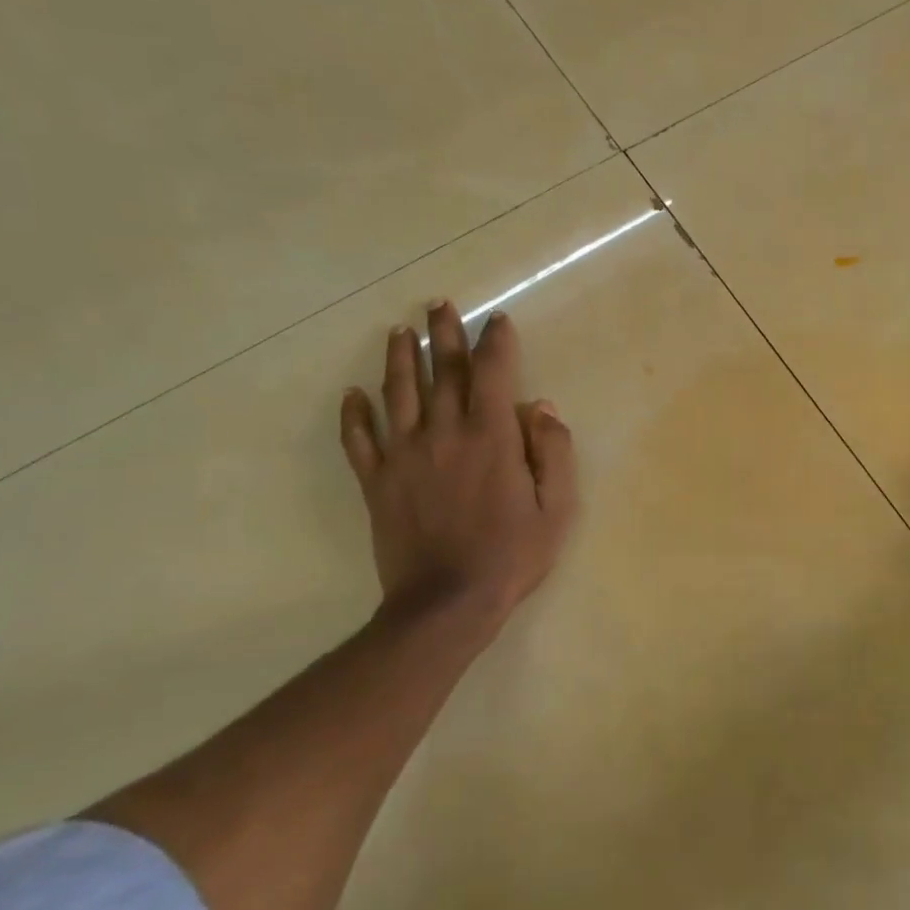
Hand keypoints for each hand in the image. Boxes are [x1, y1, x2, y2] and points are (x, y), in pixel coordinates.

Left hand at [339, 301, 577, 651]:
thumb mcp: (557, 508)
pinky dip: (354, 415)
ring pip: (398, 394)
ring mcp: (404, 456)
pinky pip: (359, 440)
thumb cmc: (511, 555)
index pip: (492, 372)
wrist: (446, 605)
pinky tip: (352, 394)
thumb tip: (542, 409)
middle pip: (442, 371)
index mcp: (491, 436)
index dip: (496, 341)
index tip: (497, 321)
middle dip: (443, 333)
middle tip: (439, 304)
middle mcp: (444, 433)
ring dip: (399, 358)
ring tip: (398, 332)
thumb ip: (553, 452)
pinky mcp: (377, 482)